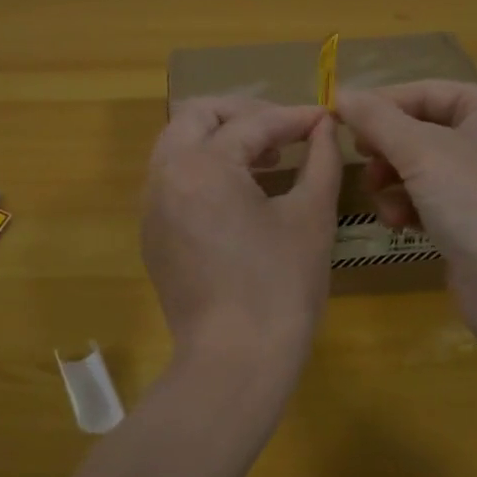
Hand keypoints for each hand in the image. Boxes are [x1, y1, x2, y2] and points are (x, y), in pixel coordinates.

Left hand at [142, 98, 340, 390]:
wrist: (235, 362)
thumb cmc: (280, 287)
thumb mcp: (311, 217)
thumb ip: (320, 160)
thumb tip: (325, 128)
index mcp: (202, 166)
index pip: (251, 125)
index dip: (292, 118)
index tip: (322, 119)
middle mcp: (165, 176)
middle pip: (197, 116)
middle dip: (242, 114)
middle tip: (283, 131)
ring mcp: (152, 207)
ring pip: (178, 145)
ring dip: (219, 138)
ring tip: (265, 158)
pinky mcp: (153, 234)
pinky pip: (173, 179)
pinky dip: (203, 169)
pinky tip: (240, 193)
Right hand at [335, 81, 476, 351]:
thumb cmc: (475, 199)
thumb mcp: (419, 149)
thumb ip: (376, 118)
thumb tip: (341, 93)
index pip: (427, 92)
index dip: (381, 103)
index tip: (339, 118)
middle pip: (422, 129)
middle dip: (387, 147)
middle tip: (360, 159)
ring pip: (422, 167)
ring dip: (393, 180)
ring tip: (379, 197)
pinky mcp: (476, 221)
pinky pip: (431, 199)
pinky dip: (409, 206)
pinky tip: (397, 223)